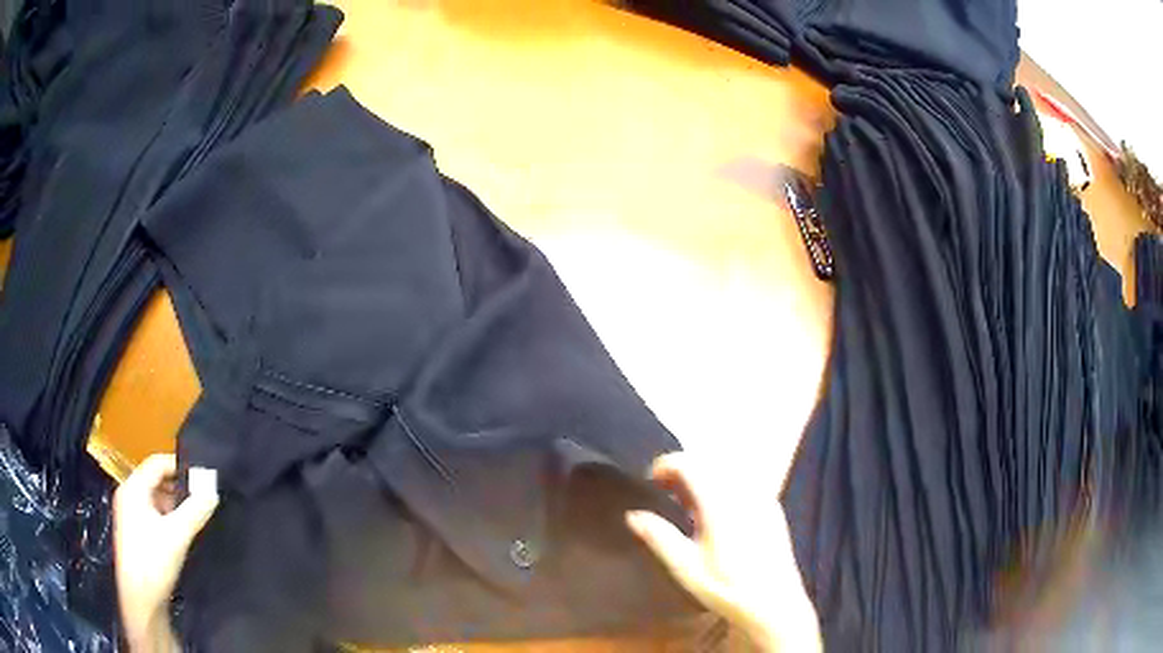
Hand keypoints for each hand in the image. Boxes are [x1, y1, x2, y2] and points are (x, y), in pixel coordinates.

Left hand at [115, 454, 218, 651]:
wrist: (140, 597)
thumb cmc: (154, 560)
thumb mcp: (178, 535)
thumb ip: (196, 511)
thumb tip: (213, 491)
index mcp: (134, 488)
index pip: (157, 463)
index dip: (179, 466)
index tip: (202, 477)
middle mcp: (128, 494)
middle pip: (155, 479)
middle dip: (178, 487)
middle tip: (201, 498)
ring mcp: (128, 513)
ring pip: (153, 497)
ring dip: (173, 503)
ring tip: (193, 517)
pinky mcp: (133, 530)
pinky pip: (151, 512)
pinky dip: (166, 515)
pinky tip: (179, 532)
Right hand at [627, 452, 819, 651]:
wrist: (772, 602)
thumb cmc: (725, 586)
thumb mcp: (685, 566)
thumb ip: (659, 536)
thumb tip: (633, 515)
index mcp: (718, 502)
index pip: (689, 463)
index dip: (665, 465)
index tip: (650, 481)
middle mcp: (741, 491)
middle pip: (708, 461)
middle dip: (683, 469)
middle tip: (665, 491)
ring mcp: (761, 497)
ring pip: (727, 470)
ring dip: (703, 476)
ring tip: (688, 502)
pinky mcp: (772, 507)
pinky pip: (743, 482)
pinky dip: (723, 485)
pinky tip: (717, 512)